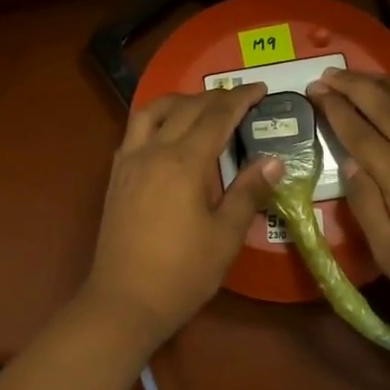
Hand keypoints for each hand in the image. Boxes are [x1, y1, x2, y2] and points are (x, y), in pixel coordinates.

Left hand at [83, 85, 280, 345]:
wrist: (124, 300)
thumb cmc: (182, 273)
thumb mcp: (225, 236)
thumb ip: (248, 192)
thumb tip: (273, 160)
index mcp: (184, 163)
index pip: (216, 117)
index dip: (240, 99)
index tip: (261, 88)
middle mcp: (153, 151)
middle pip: (185, 109)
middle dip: (214, 97)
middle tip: (239, 98)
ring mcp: (129, 162)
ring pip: (151, 111)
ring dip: (178, 101)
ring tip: (200, 105)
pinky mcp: (116, 177)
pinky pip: (134, 131)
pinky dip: (155, 120)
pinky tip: (166, 134)